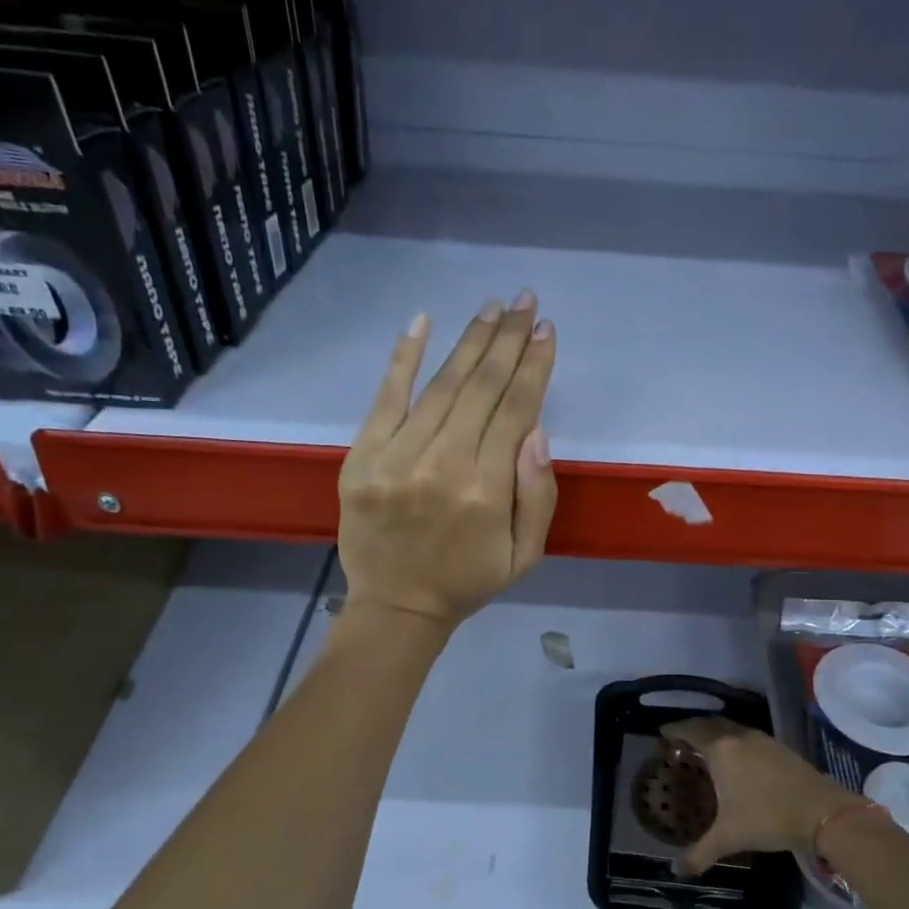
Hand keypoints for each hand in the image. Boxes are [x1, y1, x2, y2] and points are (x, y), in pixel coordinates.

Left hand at [338, 293, 556, 629]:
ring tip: (492, 309)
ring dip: (470, 342)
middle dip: (508, 341)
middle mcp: (443, 464)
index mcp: (487, 491)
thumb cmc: (468, 580)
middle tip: (525, 302)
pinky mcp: (362, 457)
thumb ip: (537, 495)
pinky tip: (422, 322)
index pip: (515, 411)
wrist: (396, 606)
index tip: (547, 332)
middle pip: (481, 388)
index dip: (534, 368)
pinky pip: (385, 398)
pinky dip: (403, 358)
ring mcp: (397, 458)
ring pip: (441, 386)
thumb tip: (536, 431)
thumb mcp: (525, 554)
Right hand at [659, 718, 858, 876]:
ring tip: (706, 750)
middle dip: (693, 729)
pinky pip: (747, 737)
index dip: (674, 730)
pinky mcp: (779, 747)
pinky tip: (736, 761)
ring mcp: (762, 739)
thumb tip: (675, 872)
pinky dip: (734, 741)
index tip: (662, 734)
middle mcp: (738, 737)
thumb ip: (699, 854)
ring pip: (730, 728)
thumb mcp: (728, 837)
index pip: (690, 729)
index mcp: (720, 749)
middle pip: (709, 723)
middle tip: (681, 742)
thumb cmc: (767, 818)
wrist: (821, 812)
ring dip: (715, 733)